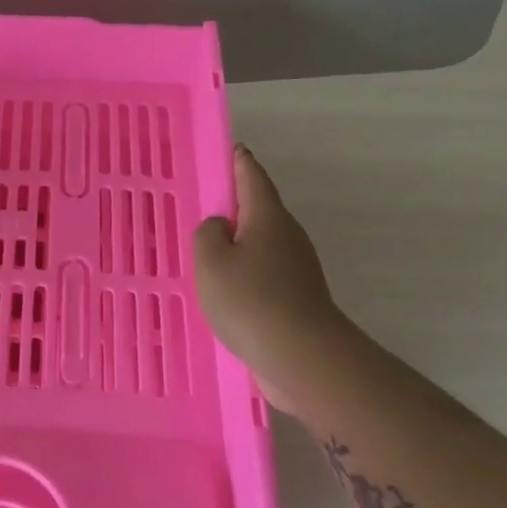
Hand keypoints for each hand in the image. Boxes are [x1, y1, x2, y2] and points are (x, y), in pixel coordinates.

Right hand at [193, 146, 343, 408]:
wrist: (303, 357)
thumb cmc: (251, 301)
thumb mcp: (211, 262)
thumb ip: (208, 235)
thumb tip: (221, 229)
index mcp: (267, 217)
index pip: (252, 176)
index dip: (239, 162)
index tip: (230, 149)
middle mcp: (287, 236)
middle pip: (258, 210)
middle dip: (234, 206)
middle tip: (203, 206)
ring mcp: (297, 268)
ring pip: (260, 244)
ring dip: (237, 244)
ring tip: (206, 252)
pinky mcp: (296, 297)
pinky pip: (263, 273)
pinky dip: (244, 273)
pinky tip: (224, 290)